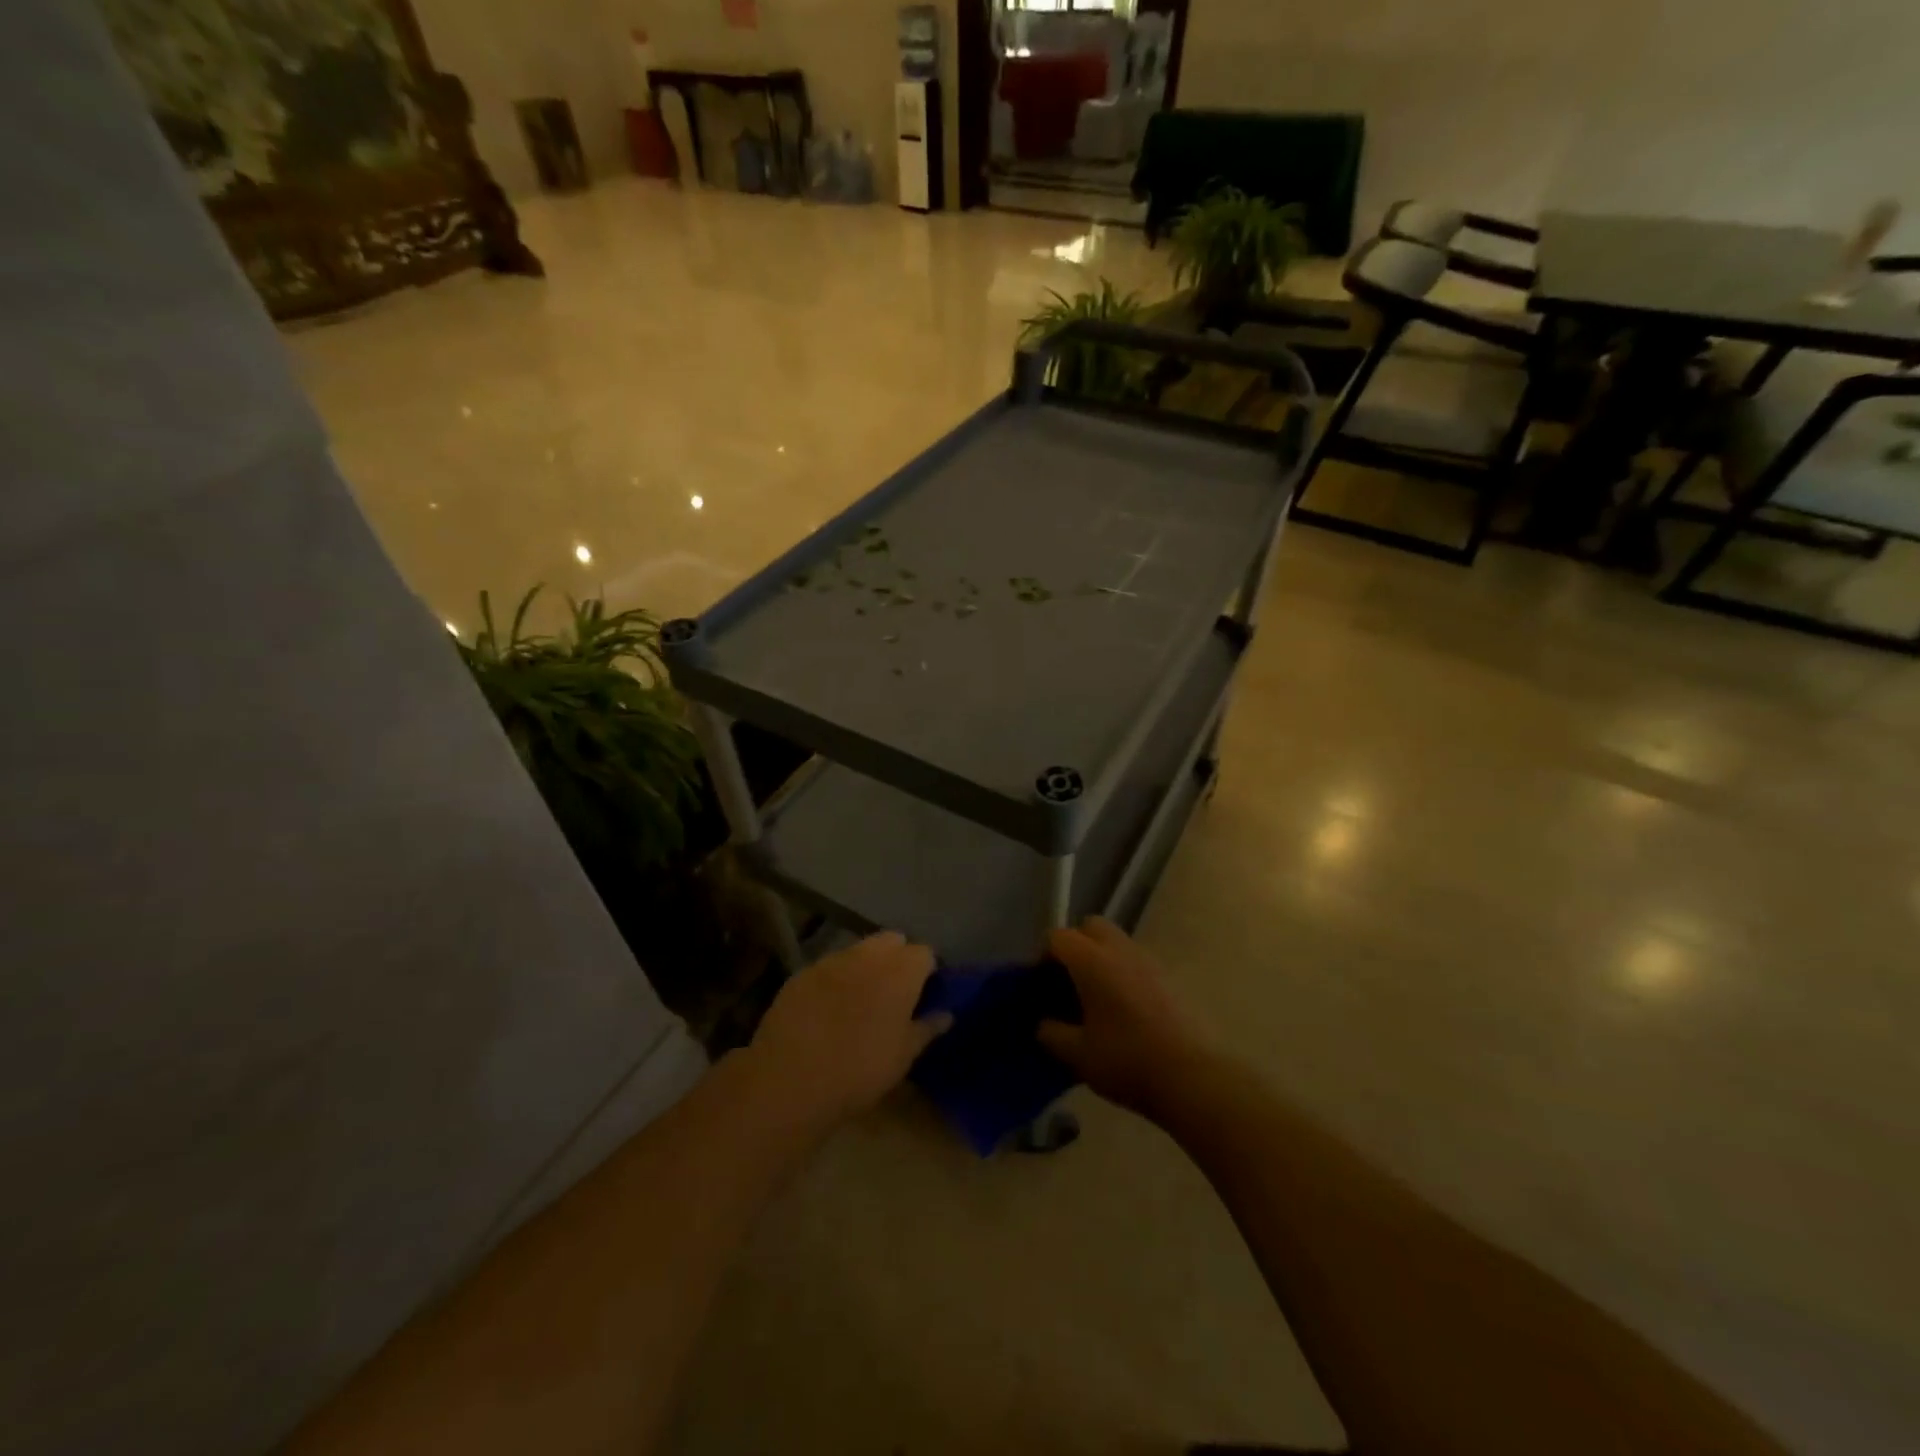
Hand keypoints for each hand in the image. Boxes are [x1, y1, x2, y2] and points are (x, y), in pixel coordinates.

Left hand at [745, 932, 949, 1130]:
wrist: (791, 1079)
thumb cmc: (860, 1070)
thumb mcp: (903, 1057)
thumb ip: (927, 1029)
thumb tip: (946, 1015)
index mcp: (901, 971)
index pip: (924, 952)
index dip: (926, 971)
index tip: (923, 994)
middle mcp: (869, 955)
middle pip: (892, 940)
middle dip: (897, 958)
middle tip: (894, 992)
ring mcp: (832, 960)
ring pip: (859, 950)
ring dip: (865, 965)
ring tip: (860, 999)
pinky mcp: (802, 973)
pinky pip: (828, 967)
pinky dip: (835, 979)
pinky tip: (827, 1008)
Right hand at [1038, 917, 1217, 1122]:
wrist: (1193, 1077)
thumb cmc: (1127, 1060)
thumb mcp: (1077, 1054)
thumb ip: (1051, 1033)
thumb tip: (1043, 1023)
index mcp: (1092, 960)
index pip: (1057, 938)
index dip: (1043, 957)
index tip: (1040, 986)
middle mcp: (1120, 949)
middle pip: (1090, 927)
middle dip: (1075, 946)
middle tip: (1067, 982)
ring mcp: (1149, 961)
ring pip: (1116, 942)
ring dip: (1101, 959)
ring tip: (1095, 999)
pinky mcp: (1170, 978)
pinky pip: (1136, 962)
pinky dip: (1123, 974)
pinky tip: (1123, 1011)